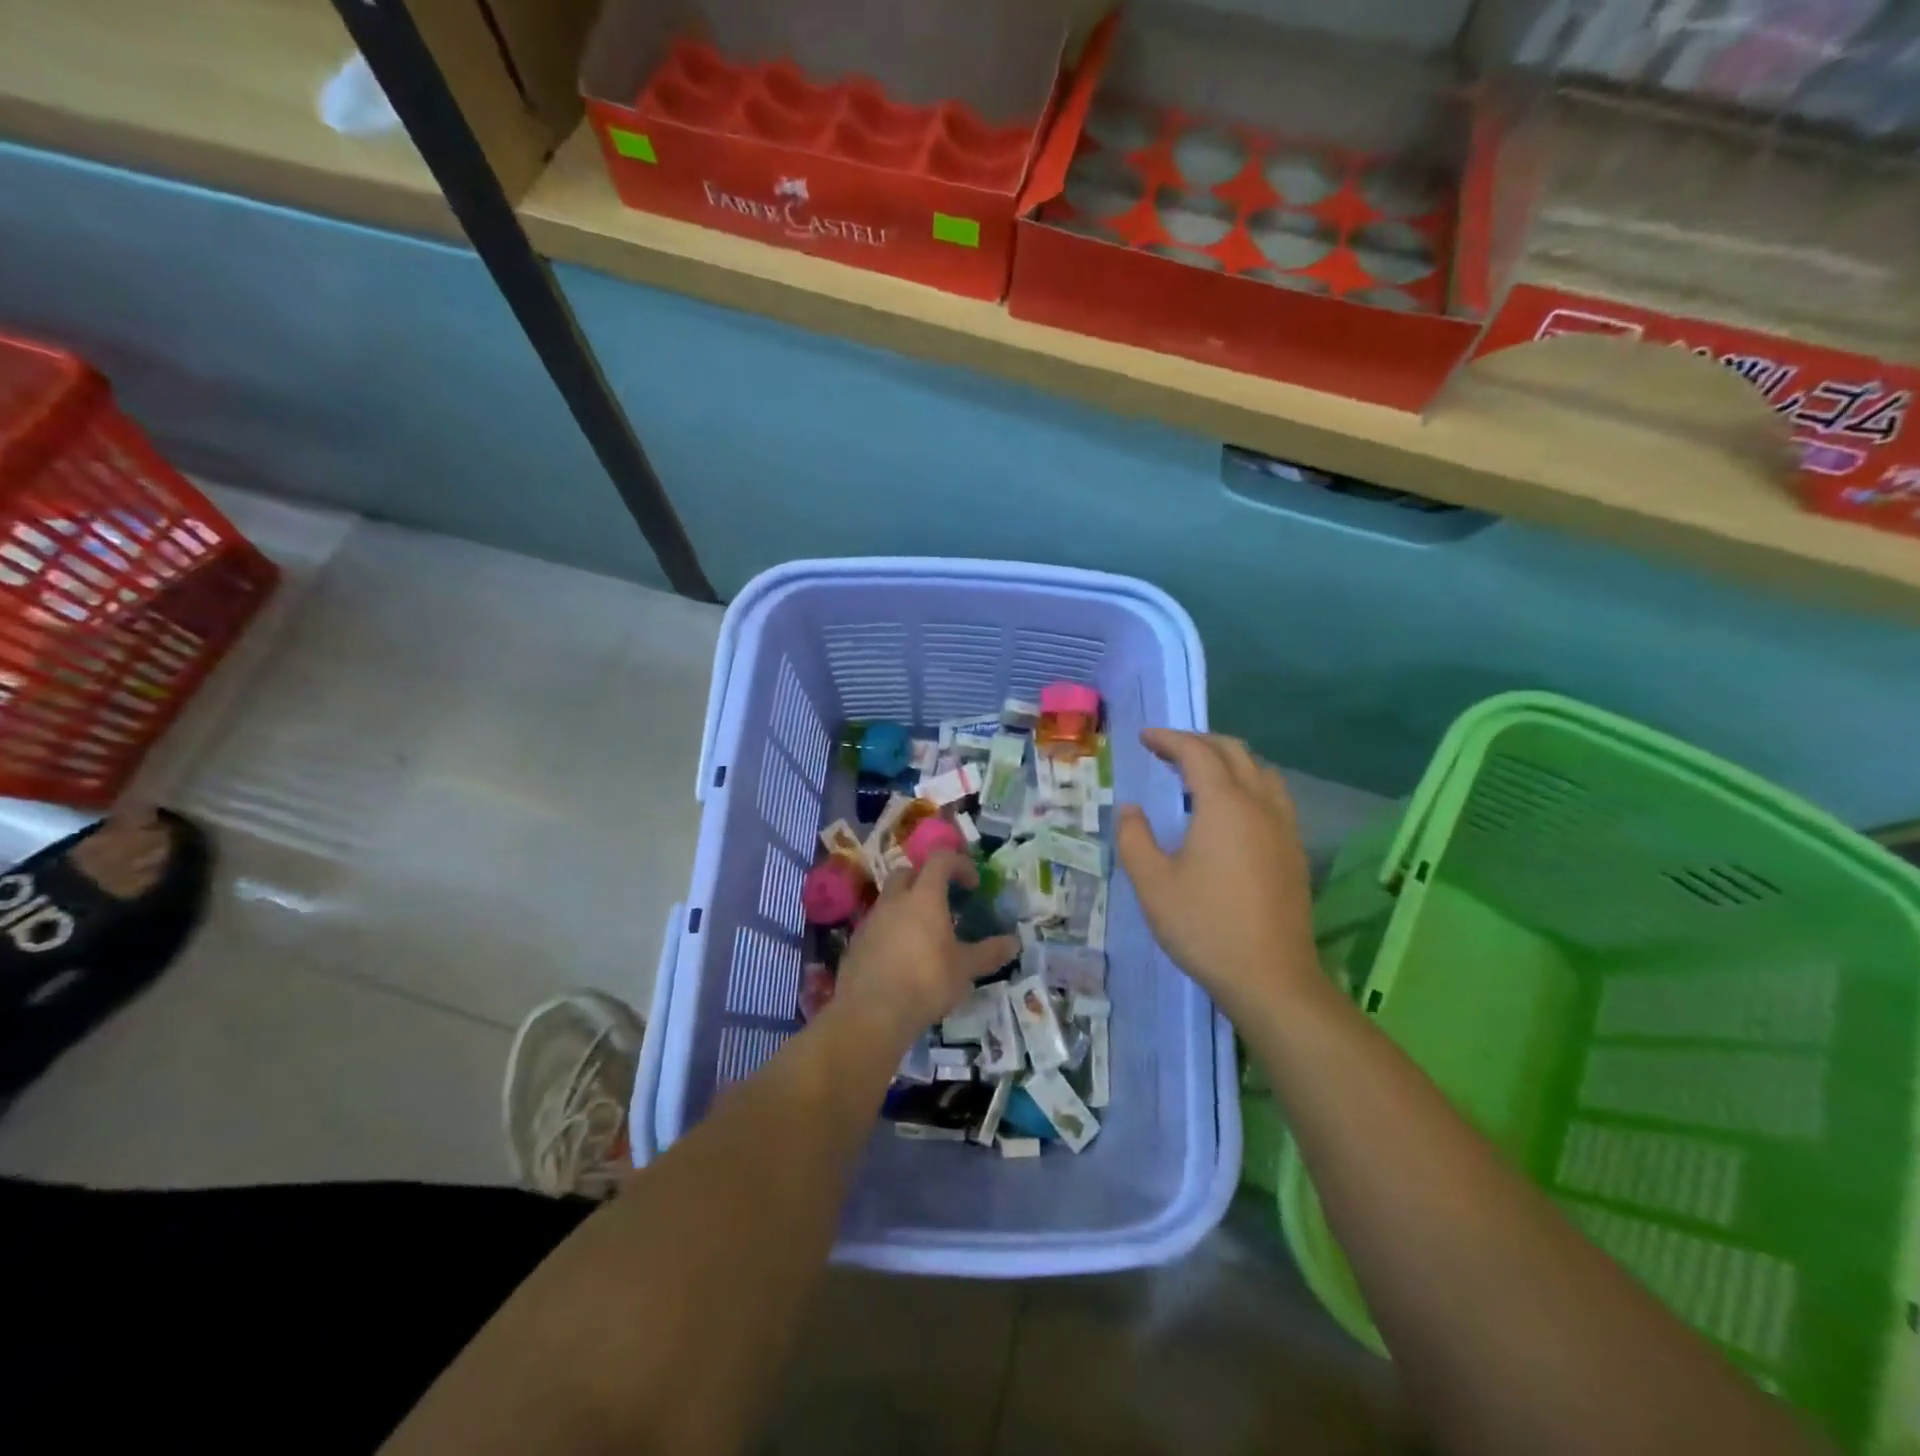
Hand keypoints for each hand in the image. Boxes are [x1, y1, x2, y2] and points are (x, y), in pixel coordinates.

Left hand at [833, 851, 1018, 1048]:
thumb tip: (1014, 942)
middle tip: (944, 903)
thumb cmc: (926, 982)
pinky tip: (902, 956)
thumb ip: (989, 952)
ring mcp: (871, 920)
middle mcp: (895, 900)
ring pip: (890, 899)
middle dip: (927, 880)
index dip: (959, 864)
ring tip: (924, 933)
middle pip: (908, 873)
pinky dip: (891, 929)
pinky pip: (877, 924)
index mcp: (924, 897)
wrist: (871, 1013)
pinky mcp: (856, 942)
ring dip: (907, 906)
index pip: (940, 859)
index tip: (973, 884)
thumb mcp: (965, 969)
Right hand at [1117, 730, 1318, 1019]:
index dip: (1169, 739)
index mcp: (1225, 804)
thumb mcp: (1152, 883)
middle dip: (1200, 742)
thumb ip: (1134, 837)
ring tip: (1201, 775)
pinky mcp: (1295, 852)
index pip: (1197, 752)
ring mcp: (1284, 828)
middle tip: (1168, 750)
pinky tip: (1232, 812)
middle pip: (1235, 752)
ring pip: (1262, 771)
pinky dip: (1249, 784)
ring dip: (1230, 761)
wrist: (1271, 978)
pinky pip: (1274, 797)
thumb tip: (1131, 810)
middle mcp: (1260, 805)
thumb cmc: (1205, 926)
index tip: (1145, 738)